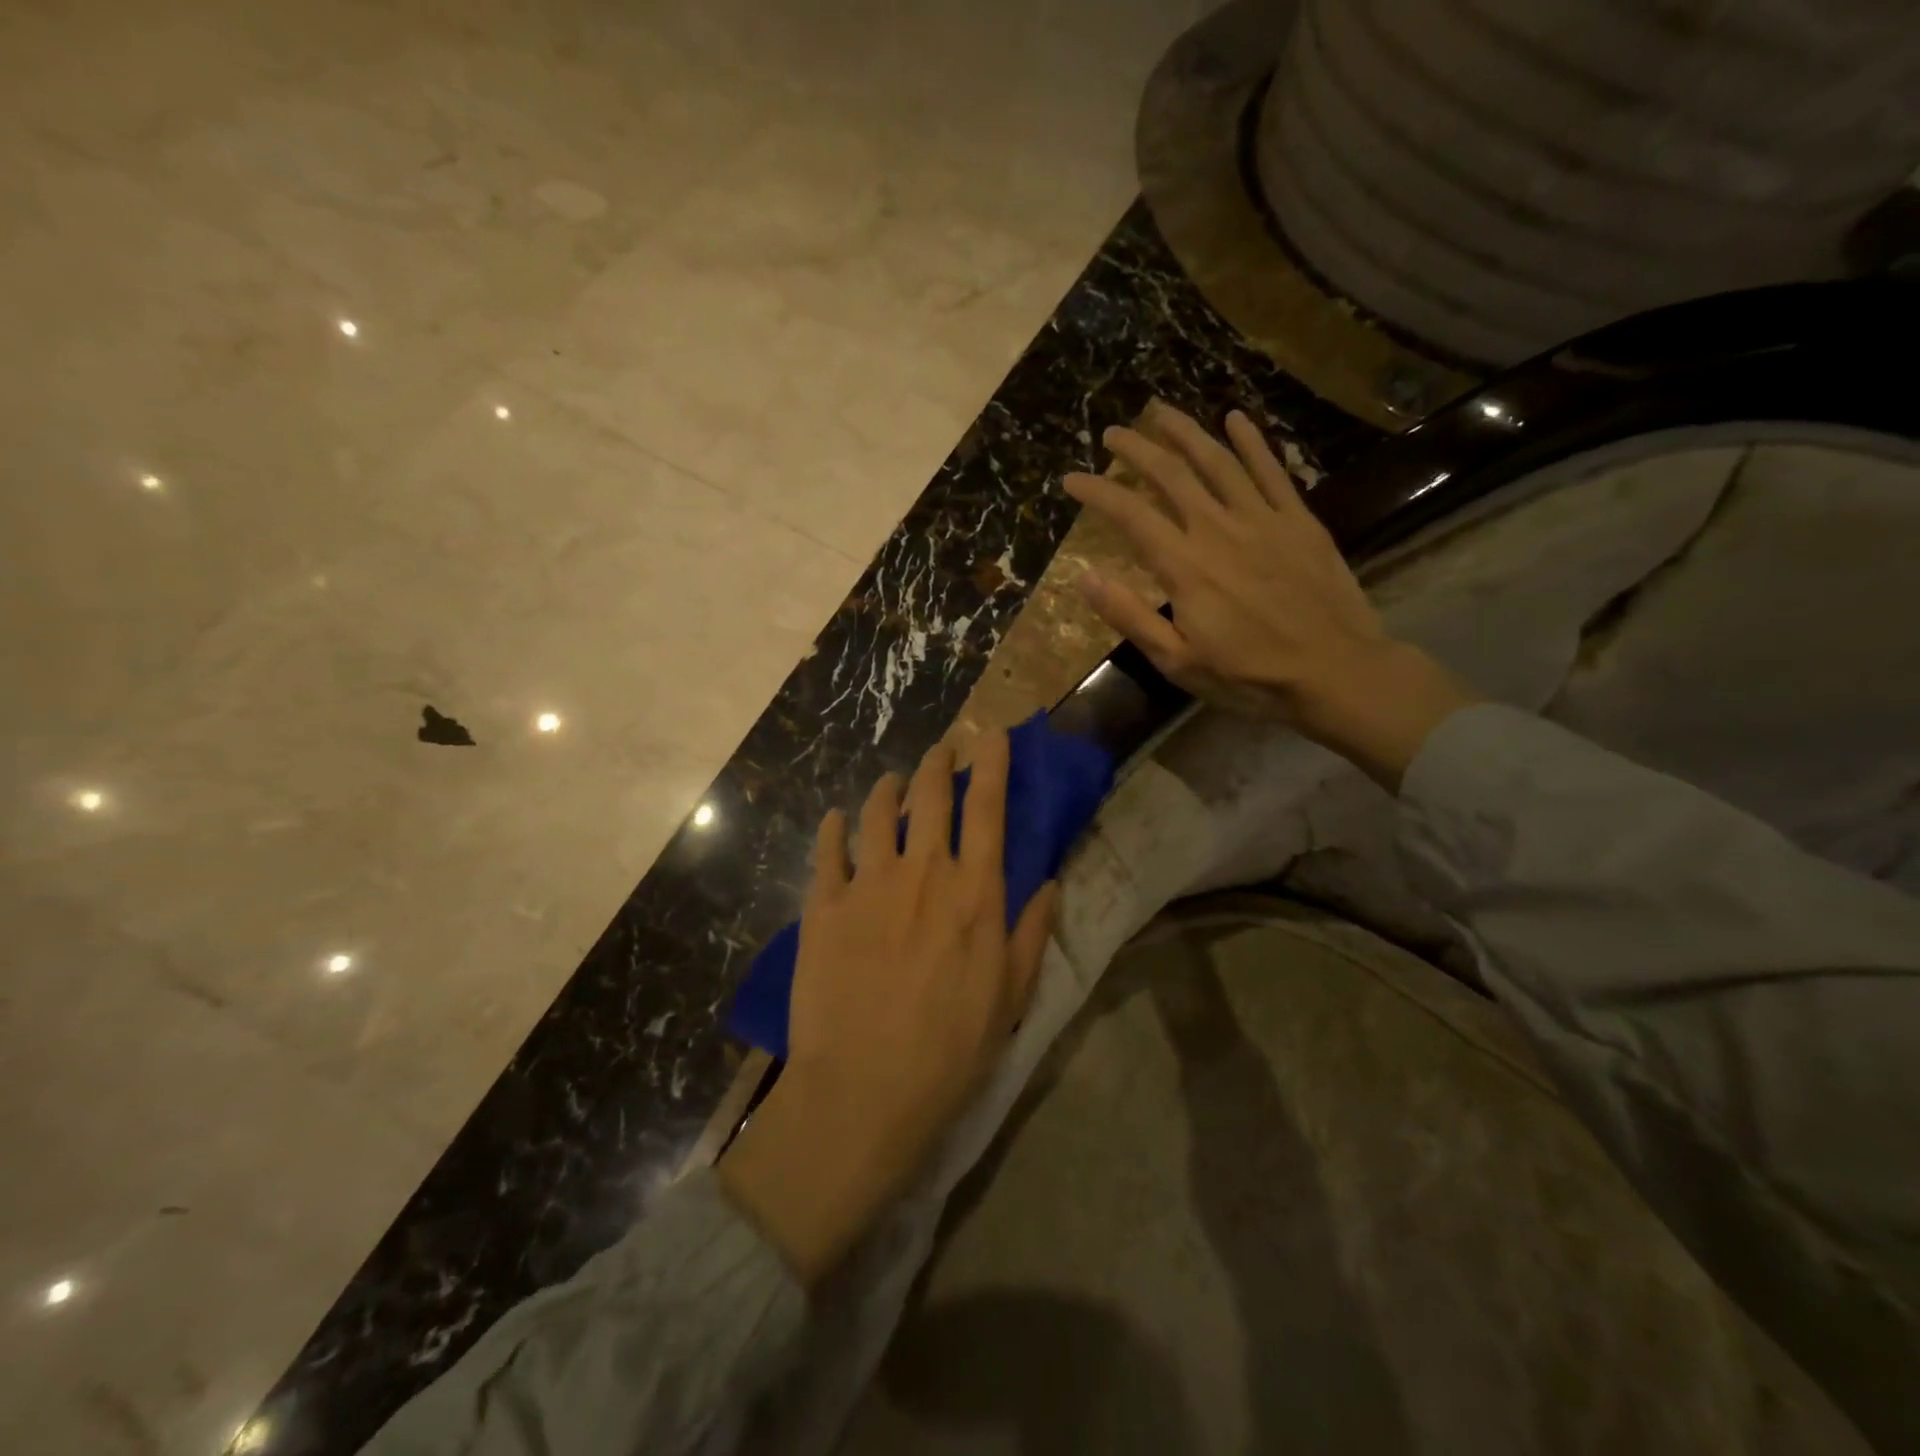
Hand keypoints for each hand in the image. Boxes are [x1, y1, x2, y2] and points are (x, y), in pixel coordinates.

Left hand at [719, 732, 1057, 1285]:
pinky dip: (834, 828)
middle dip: (938, 763)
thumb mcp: (1011, 996)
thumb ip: (1031, 932)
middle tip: (942, 750)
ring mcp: (867, 884)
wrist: (865, 1089)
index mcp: (972, 892)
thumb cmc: (950, 1049)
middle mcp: (921, 873)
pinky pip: (827, 849)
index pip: (987, 809)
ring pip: (878, 812)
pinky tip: (838, 821)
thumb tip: (1049, 882)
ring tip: (892, 782)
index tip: (994, 735)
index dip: (993, 764)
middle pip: (930, 796)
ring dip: (888, 788)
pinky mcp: (823, 905)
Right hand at [1063, 401, 1477, 787]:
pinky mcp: (1298, 520)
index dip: (1096, 492)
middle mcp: (1219, 529)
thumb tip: (1084, 578)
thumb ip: (1130, 616)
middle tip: (1113, 433)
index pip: (1130, 514)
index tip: (1070, 479)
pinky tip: (1235, 418)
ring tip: (1160, 411)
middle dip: (1136, 449)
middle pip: (1171, 474)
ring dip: (1185, 432)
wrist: (1335, 670)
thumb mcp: (1178, 661)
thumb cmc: (1249, 675)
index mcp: (1185, 566)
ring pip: (1218, 461)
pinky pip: (1271, 470)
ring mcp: (1263, 518)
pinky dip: (1251, 441)